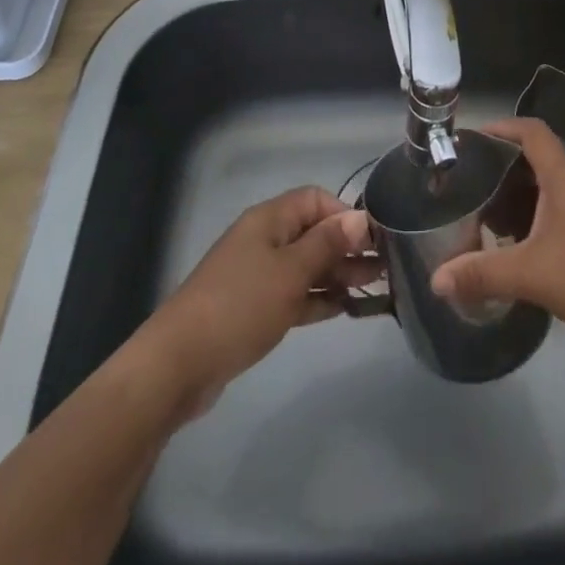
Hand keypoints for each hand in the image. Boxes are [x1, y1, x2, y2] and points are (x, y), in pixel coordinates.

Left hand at [141, 187, 373, 416]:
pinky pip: (294, 293)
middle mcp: (264, 240)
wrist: (179, 364)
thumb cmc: (240, 305)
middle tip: (384, 267)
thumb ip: (328, 244)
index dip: (345, 214)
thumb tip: (361, 218)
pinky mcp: (253, 309)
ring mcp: (257, 275)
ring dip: (337, 274)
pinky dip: (317, 298)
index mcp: (269, 220)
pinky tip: (343, 309)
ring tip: (374, 288)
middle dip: (347, 247)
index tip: (373, 238)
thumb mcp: (291, 272)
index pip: (315, 199)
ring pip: (306, 265)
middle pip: (313, 233)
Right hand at [431, 118, 564, 353]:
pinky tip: (528, 251)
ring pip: (552, 189)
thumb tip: (436, 280)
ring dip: (522, 198)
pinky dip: (540, 219)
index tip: (472, 138)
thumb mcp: (533, 275)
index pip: (532, 131)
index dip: (502, 126)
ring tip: (492, 223)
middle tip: (472, 189)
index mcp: (564, 177)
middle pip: (538, 159)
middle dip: (503, 170)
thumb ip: (483, 274)